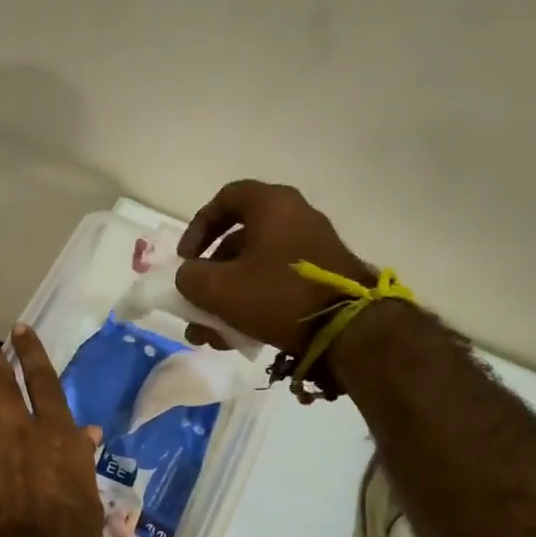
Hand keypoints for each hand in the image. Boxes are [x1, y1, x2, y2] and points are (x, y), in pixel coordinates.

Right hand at [174, 181, 375, 354]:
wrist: (348, 329)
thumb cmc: (278, 296)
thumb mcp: (219, 289)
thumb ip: (190, 277)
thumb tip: (189, 276)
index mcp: (272, 206)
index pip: (226, 199)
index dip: (198, 227)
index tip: (186, 258)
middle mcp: (295, 217)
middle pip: (239, 239)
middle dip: (210, 275)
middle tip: (196, 300)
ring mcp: (312, 248)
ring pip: (256, 268)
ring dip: (227, 297)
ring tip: (210, 333)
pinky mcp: (322, 277)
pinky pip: (276, 283)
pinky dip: (253, 303)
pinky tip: (237, 337)